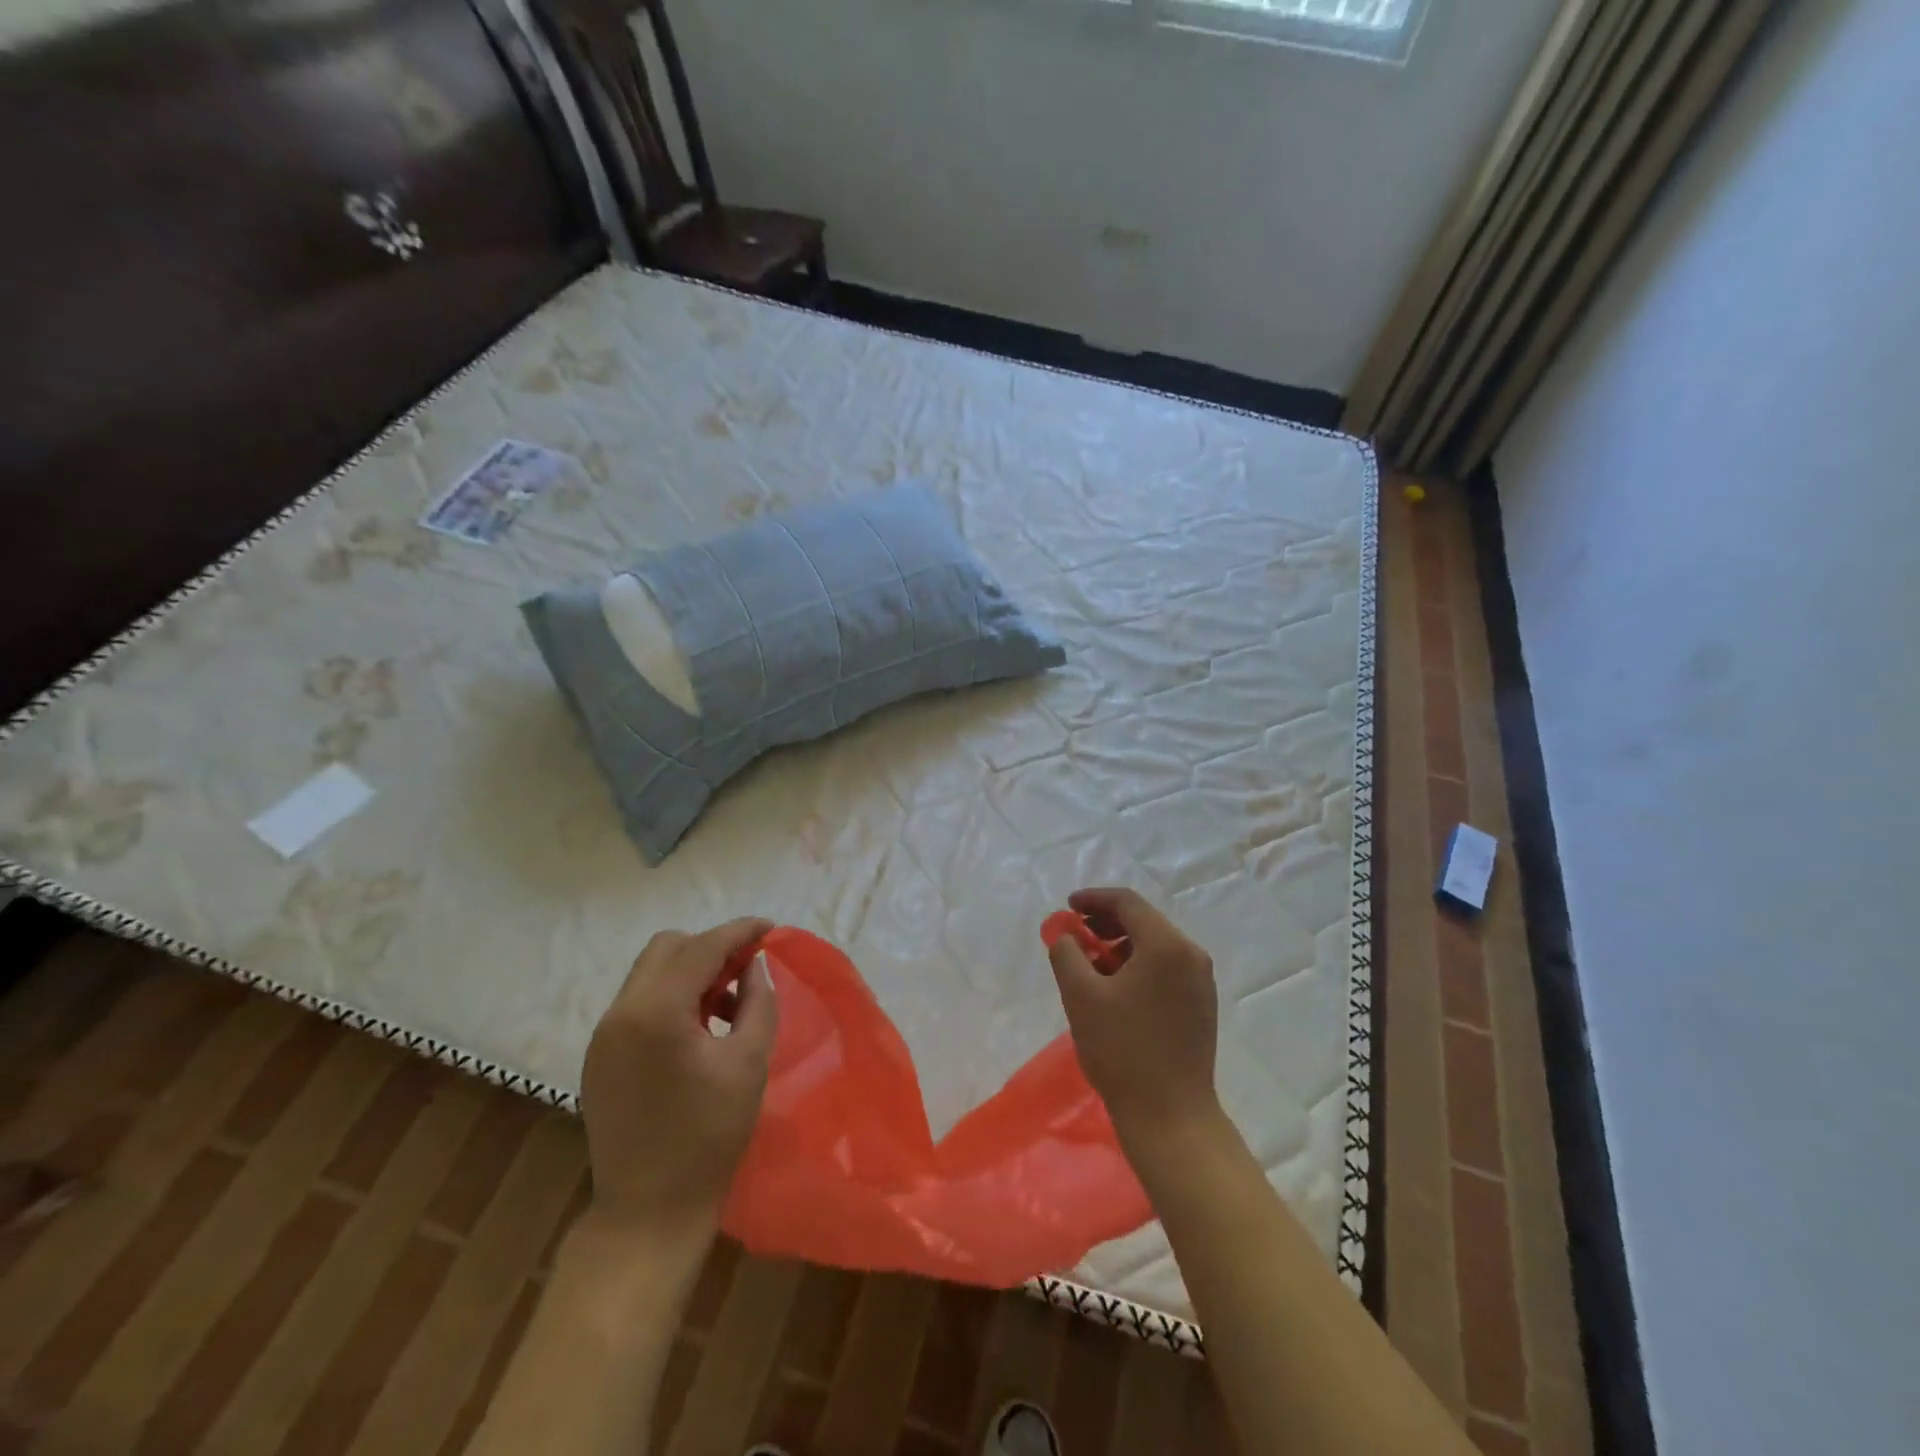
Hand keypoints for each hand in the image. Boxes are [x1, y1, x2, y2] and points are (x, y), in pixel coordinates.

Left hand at [580, 918, 777, 1240]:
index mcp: (656, 1012)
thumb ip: (757, 1001)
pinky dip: (670, 998)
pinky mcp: (598, 1057)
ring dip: (690, 972)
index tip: (771, 928)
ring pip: (650, 973)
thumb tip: (755, 965)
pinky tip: (697, 1030)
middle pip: (667, 948)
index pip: (702, 947)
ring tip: (727, 1004)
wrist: (649, 1213)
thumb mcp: (749, 1062)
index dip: (740, 931)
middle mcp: (620, 1013)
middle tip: (747, 969)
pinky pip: (638, 1003)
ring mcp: (603, 1035)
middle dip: (711, 947)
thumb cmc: (709, 1136)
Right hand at [1046, 888, 1219, 1142]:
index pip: (1127, 902)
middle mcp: (1191, 953)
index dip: (1093, 898)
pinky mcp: (1202, 1004)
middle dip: (1106, 922)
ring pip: (1155, 944)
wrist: (1170, 1115)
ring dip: (1121, 944)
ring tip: (1091, 965)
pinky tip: (1116, 988)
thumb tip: (1065, 935)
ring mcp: (1201, 980)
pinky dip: (1139, 964)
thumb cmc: (1122, 1050)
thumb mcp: (1081, 996)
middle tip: (1076, 935)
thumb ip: (1067, 953)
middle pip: (1144, 920)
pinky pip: (1166, 966)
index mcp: (1166, 945)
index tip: (1067, 907)